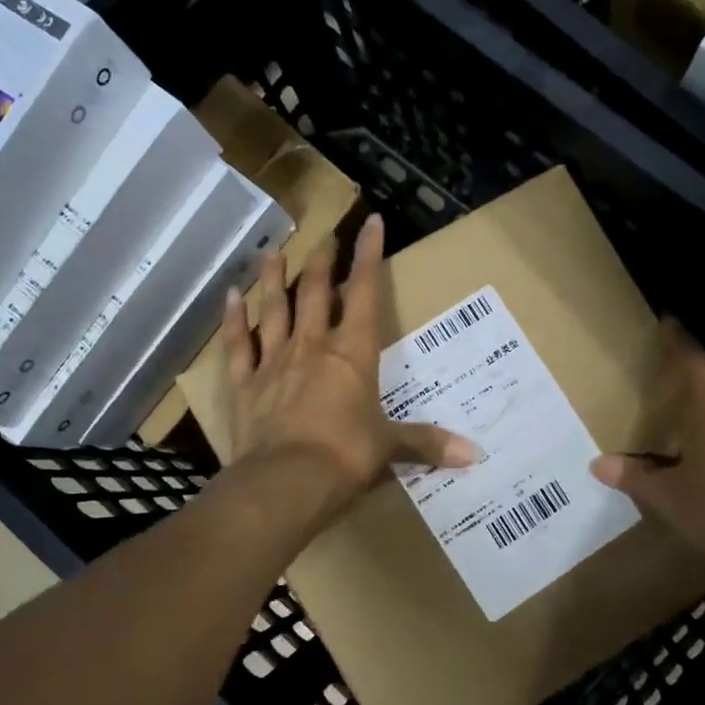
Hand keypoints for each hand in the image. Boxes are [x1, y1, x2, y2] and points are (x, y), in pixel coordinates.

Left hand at [223, 213, 476, 510]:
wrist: (287, 481)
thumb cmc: (346, 457)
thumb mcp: (390, 448)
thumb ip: (427, 444)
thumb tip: (474, 454)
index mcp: (352, 354)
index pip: (363, 292)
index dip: (368, 256)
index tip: (370, 223)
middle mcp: (311, 347)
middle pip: (314, 293)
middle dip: (321, 262)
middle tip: (322, 238)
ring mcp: (273, 363)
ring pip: (273, 310)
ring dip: (272, 280)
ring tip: (272, 253)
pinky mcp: (244, 385)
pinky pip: (237, 345)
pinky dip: (233, 320)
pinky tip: (229, 296)